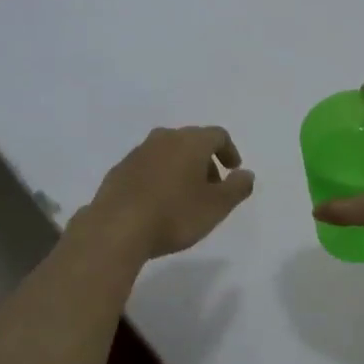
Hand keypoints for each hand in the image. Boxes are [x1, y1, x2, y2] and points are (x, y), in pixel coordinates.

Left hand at [84, 126, 255, 260]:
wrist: (116, 228)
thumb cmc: (175, 215)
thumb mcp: (216, 206)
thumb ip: (237, 187)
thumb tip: (246, 174)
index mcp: (190, 142)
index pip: (217, 135)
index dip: (229, 151)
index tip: (234, 171)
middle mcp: (163, 139)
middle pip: (191, 141)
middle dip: (205, 161)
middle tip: (212, 187)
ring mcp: (137, 153)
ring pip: (167, 153)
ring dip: (181, 169)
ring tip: (185, 197)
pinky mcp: (119, 170)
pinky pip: (147, 167)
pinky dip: (159, 178)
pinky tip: (158, 202)